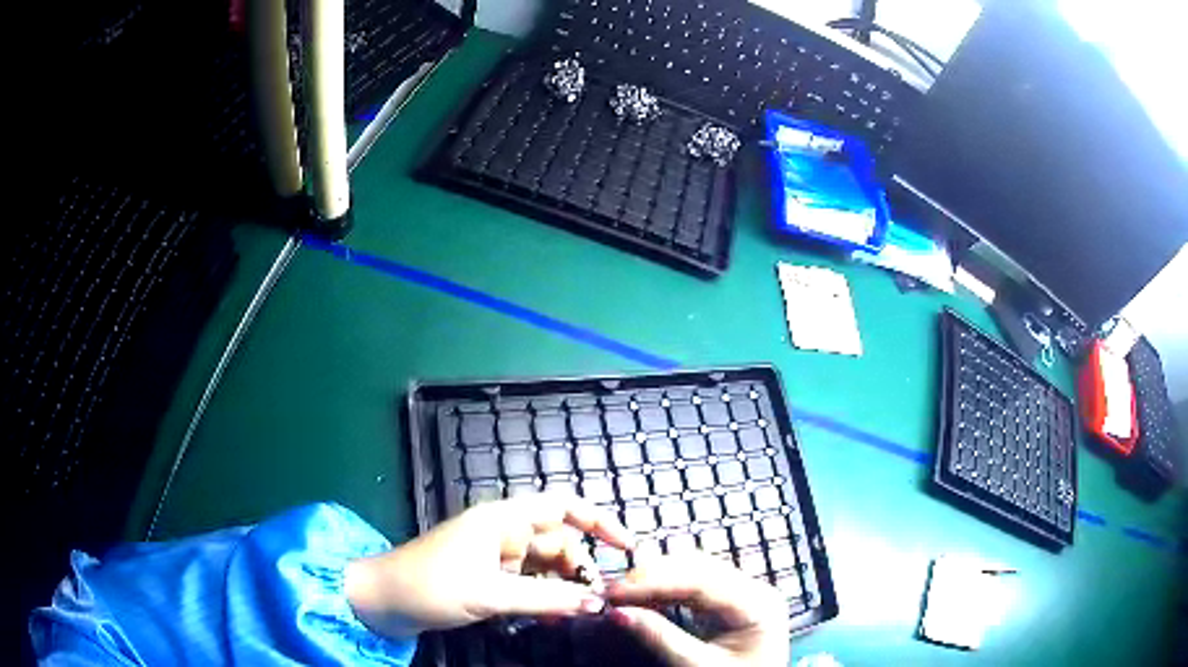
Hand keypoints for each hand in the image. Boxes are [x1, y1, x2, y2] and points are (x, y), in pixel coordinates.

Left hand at [344, 494, 632, 638]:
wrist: (382, 601)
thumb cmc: (430, 585)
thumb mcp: (490, 594)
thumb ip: (547, 598)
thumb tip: (598, 603)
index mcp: (503, 519)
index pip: (563, 507)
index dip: (599, 521)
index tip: (628, 547)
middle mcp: (504, 533)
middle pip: (559, 542)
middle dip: (582, 567)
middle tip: (602, 599)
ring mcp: (496, 558)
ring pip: (546, 567)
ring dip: (565, 587)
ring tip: (580, 613)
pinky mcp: (489, 579)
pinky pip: (529, 584)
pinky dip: (545, 598)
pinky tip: (554, 617)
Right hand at [605, 553, 790, 666]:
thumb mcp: (697, 666)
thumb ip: (659, 637)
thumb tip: (617, 613)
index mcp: (758, 604)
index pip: (701, 580)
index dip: (653, 582)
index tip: (613, 591)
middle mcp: (756, 590)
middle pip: (699, 568)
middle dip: (652, 576)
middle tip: (611, 592)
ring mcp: (746, 593)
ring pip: (695, 570)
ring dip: (657, 579)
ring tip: (622, 593)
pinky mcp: (733, 602)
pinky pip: (697, 584)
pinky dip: (668, 588)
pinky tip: (644, 597)